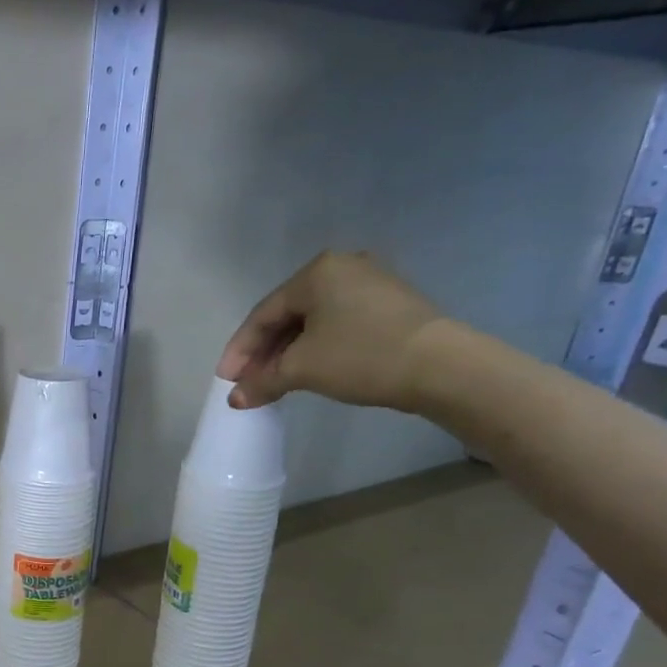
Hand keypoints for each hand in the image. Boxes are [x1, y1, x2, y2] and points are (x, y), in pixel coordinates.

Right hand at [218, 251, 445, 410]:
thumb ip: (262, 381)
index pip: (263, 314)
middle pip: (287, 315)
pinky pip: (336, 325)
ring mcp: (371, 284)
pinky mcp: (389, 305)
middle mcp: (342, 268)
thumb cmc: (360, 356)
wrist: (440, 366)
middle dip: (263, 353)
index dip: (239, 350)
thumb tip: (236, 398)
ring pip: (312, 321)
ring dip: (287, 353)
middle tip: (246, 383)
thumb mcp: (301, 370)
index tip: (226, 380)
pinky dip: (314, 348)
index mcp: (316, 272)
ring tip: (272, 382)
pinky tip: (305, 370)